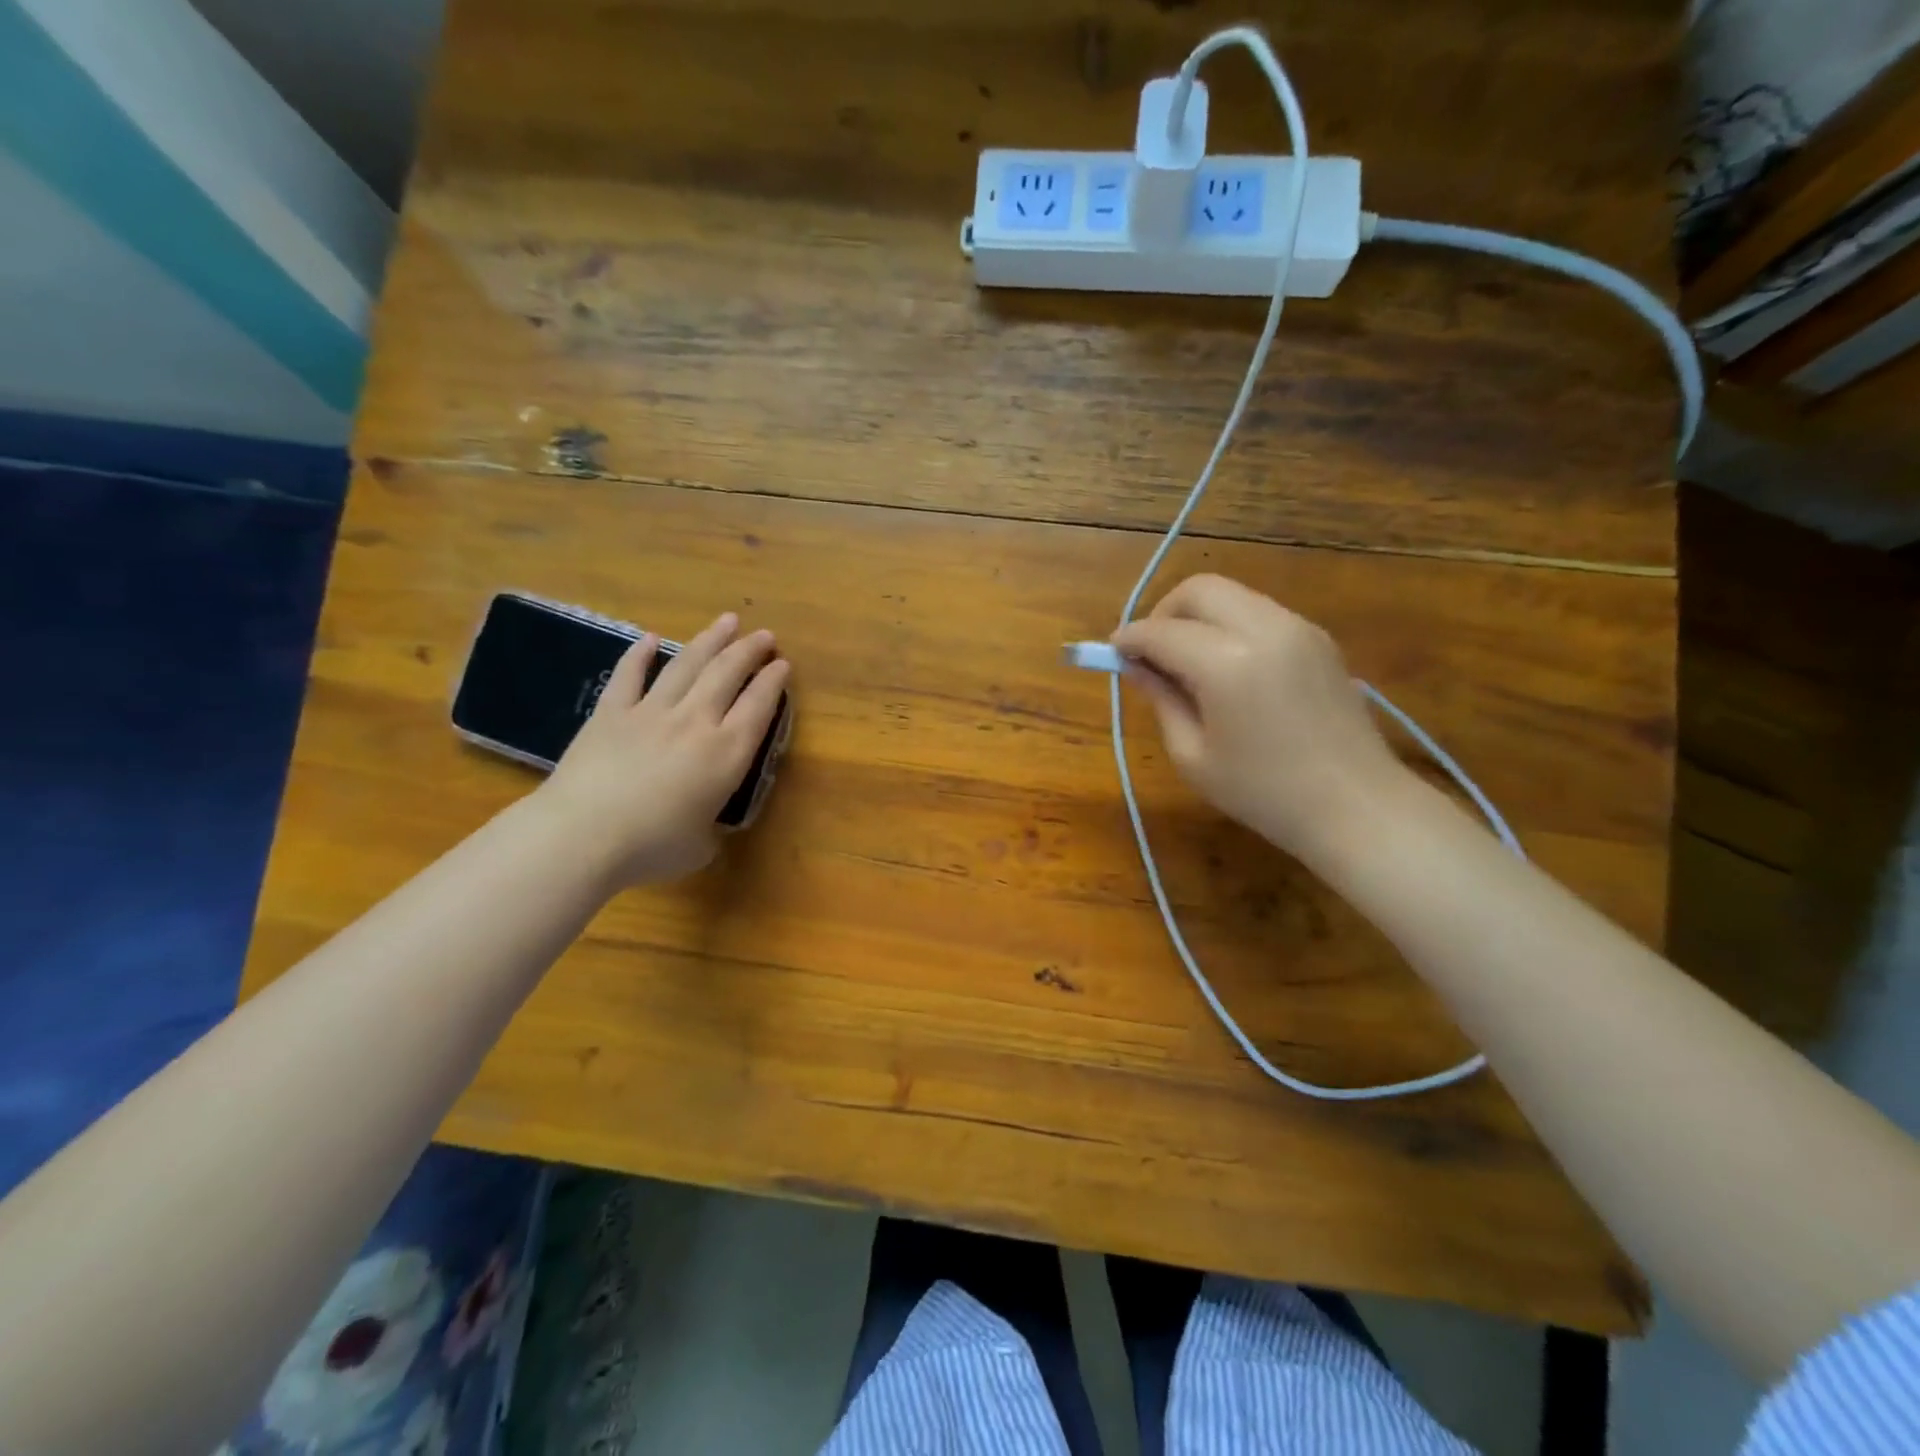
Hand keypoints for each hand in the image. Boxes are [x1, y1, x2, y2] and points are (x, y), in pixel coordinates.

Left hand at [538, 612, 790, 886]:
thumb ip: (710, 829)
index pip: (759, 707)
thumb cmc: (651, 846)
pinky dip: (640, 654)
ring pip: (687, 665)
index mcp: (727, 754)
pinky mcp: (611, 712)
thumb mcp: (700, 846)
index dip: (773, 682)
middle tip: (763, 635)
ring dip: (710, 640)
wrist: (583, 835)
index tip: (782, 664)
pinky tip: (651, 638)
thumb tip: (705, 826)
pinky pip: (629, 675)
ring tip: (727, 622)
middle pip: (727, 674)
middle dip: (749, 651)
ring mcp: (651, 712)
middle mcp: (696, 722)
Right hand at [1113, 575, 1405, 861]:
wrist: (1355, 806)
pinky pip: (1258, 611)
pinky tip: (1225, 666)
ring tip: (1185, 660)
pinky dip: (1229, 624)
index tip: (1112, 653)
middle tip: (1150, 652)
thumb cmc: (1263, 793)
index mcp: (1228, 664)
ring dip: (1197, 616)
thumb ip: (1161, 700)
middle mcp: (1264, 629)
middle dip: (1163, 612)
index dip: (1130, 639)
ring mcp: (1297, 628)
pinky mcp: (1317, 637)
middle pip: (1199, 590)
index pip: (1162, 632)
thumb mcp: (1193, 755)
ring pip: (1231, 595)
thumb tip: (1135, 666)